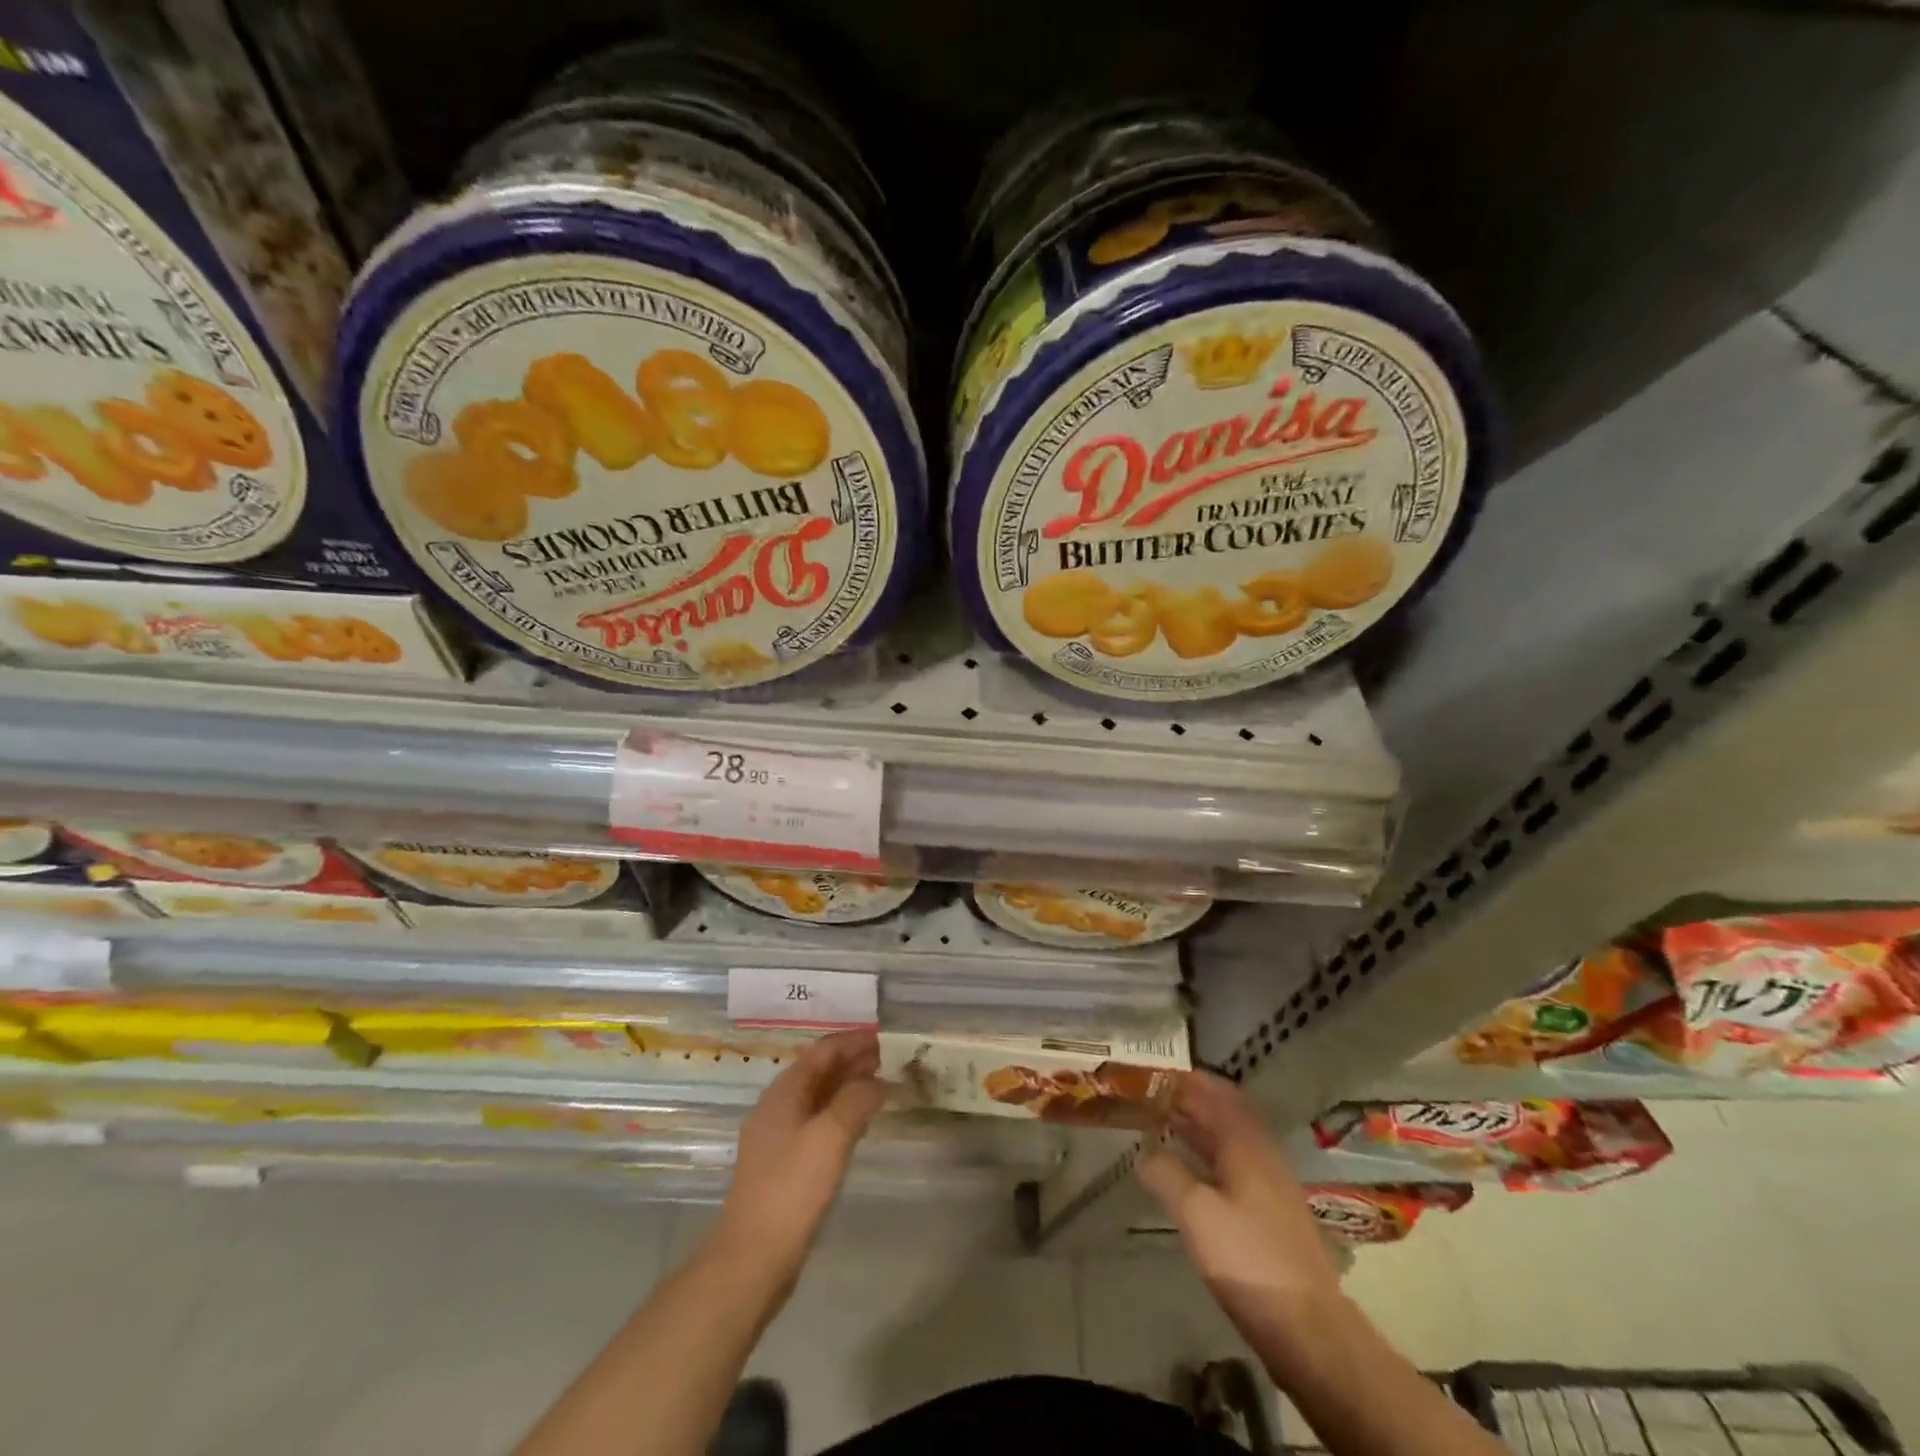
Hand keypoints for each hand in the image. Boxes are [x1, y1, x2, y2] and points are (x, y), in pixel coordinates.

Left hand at [707, 1029, 883, 1294]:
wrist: (752, 1259)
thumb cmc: (791, 1189)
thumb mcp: (830, 1137)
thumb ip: (856, 1100)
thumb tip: (877, 1080)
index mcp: (784, 1092)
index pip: (822, 1051)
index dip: (852, 1040)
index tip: (883, 1036)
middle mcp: (778, 1107)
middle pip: (818, 1071)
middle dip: (851, 1061)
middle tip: (887, 1058)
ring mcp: (778, 1138)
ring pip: (818, 1098)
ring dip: (847, 1086)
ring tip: (880, 1084)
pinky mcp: (784, 1165)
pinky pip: (817, 1123)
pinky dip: (840, 1113)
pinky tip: (858, 1124)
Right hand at [1138, 1072, 1341, 1349]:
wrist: (1308, 1326)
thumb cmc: (1248, 1258)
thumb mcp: (1195, 1212)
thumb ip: (1166, 1172)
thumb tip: (1145, 1150)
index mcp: (1245, 1141)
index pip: (1213, 1091)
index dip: (1184, 1078)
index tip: (1151, 1071)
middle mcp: (1261, 1151)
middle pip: (1223, 1111)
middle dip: (1188, 1098)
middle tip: (1149, 1095)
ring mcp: (1270, 1181)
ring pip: (1228, 1137)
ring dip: (1197, 1125)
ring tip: (1160, 1122)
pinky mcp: (1271, 1209)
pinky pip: (1233, 1162)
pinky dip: (1207, 1152)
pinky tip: (1188, 1167)